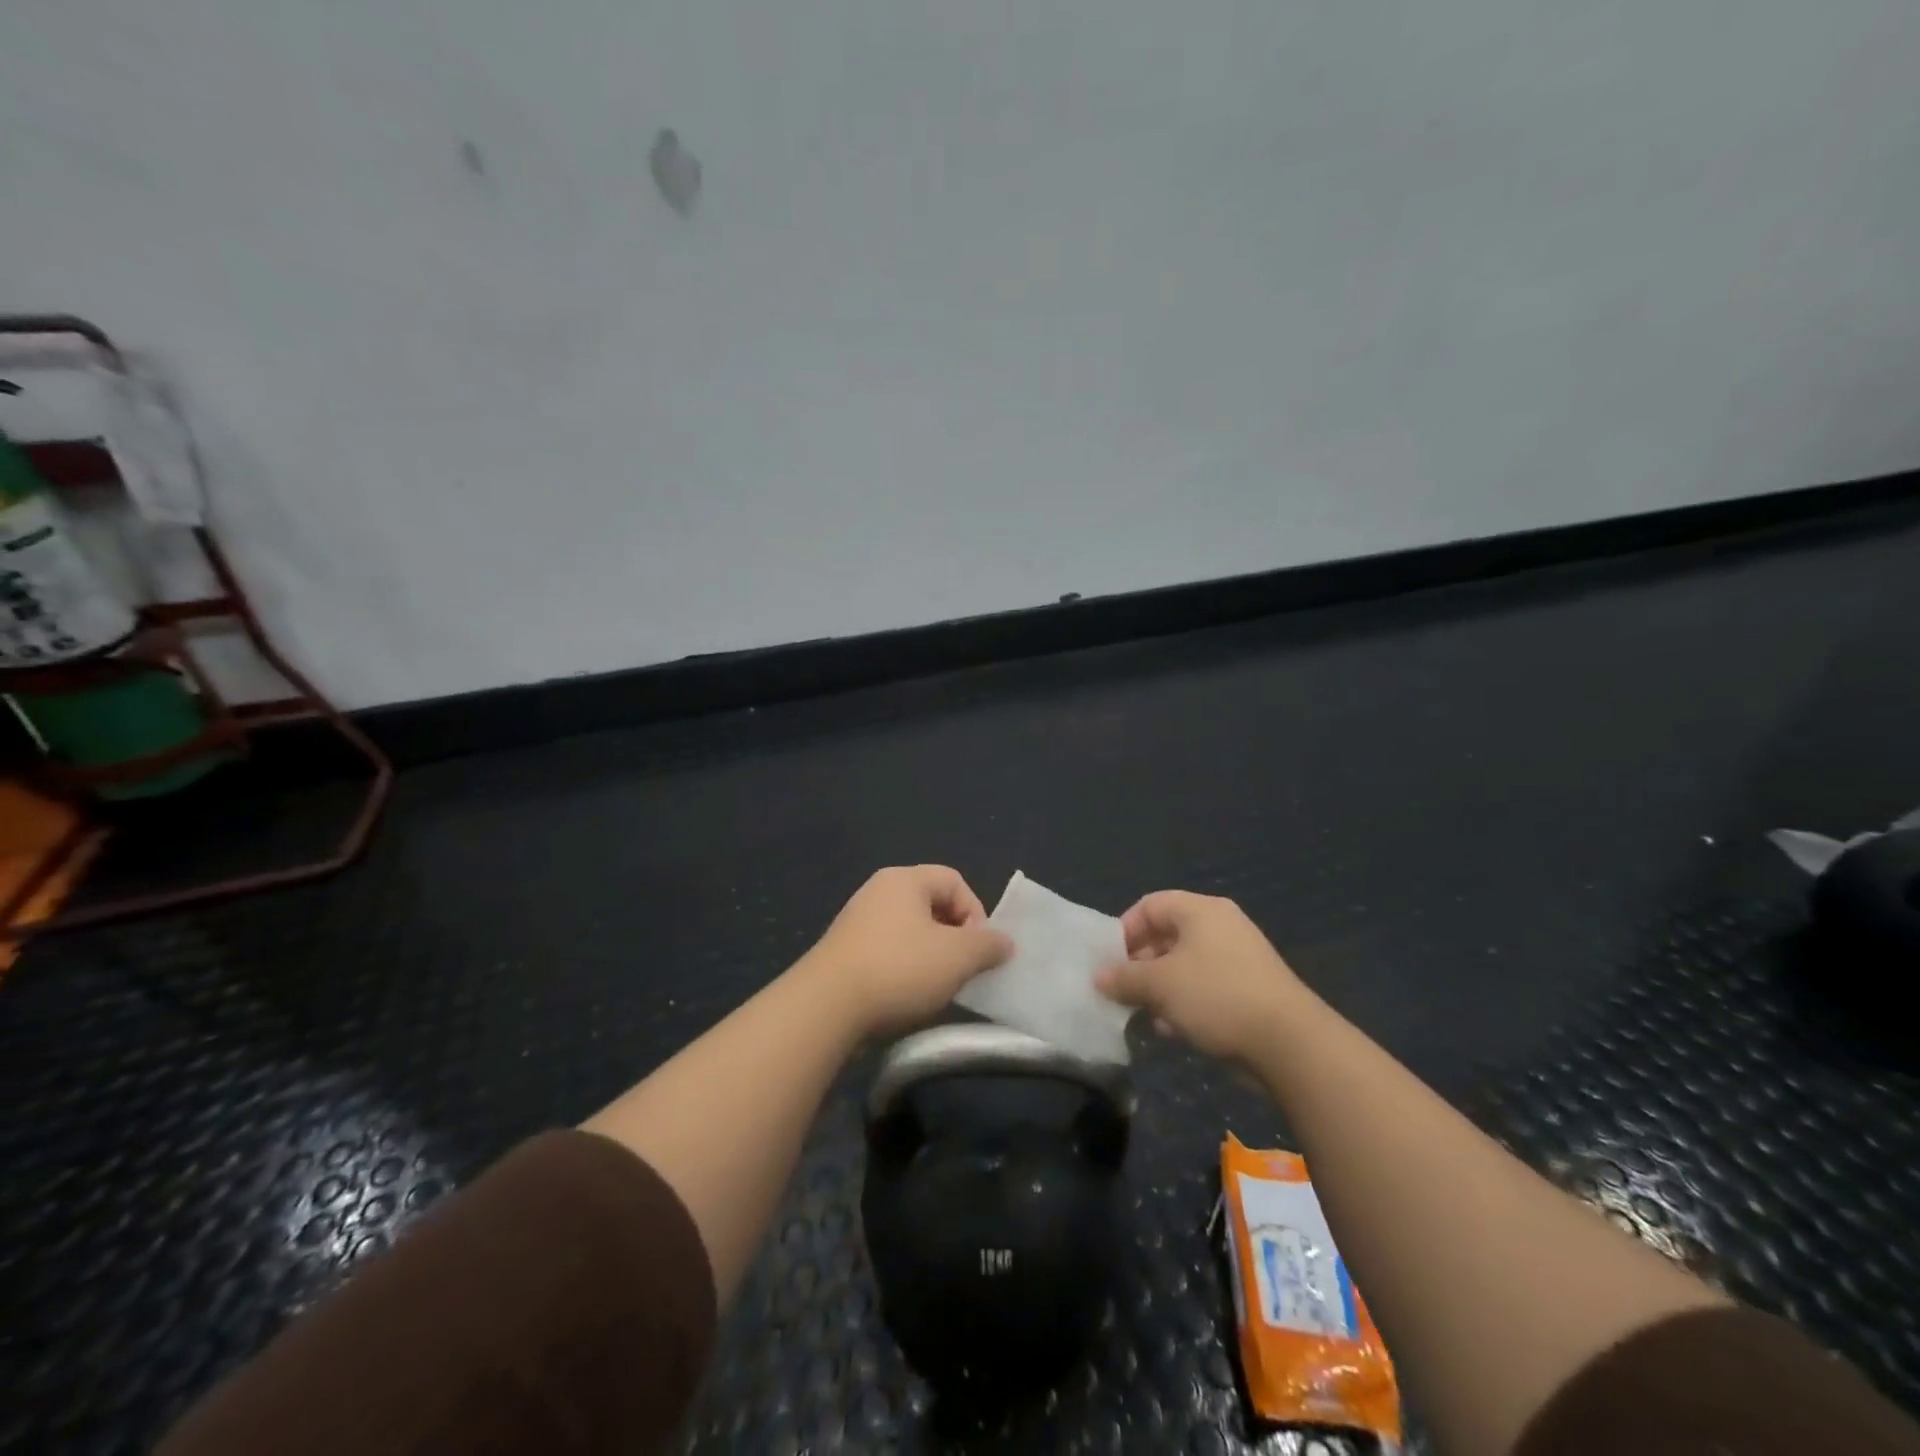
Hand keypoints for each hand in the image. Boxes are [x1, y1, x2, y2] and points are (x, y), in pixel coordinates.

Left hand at [802, 866, 1011, 1037]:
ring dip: (930, 955)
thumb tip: (1004, 942)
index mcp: (905, 879)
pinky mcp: (843, 950)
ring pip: (910, 930)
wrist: (826, 1006)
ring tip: (936, 986)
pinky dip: (903, 967)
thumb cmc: (899, 969)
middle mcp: (879, 890)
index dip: (976, 913)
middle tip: (961, 969)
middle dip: (954, 936)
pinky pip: (887, 950)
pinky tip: (905, 995)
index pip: (955, 881)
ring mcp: (857, 920)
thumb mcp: (957, 957)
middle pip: (932, 904)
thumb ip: (988, 945)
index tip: (978, 950)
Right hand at [1095, 891, 1307, 1062]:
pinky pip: (1206, 986)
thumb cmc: (1216, 996)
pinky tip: (1174, 1030)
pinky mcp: (1250, 989)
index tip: (1110, 961)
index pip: (1150, 905)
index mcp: (1200, 910)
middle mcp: (1221, 925)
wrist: (1290, 1043)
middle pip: (1167, 935)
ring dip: (1161, 988)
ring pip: (1185, 965)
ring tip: (1146, 1014)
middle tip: (1123, 990)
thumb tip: (1099, 976)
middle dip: (1140, 964)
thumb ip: (1124, 978)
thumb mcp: (1159, 985)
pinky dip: (1186, 1002)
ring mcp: (1239, 957)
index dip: (1125, 930)